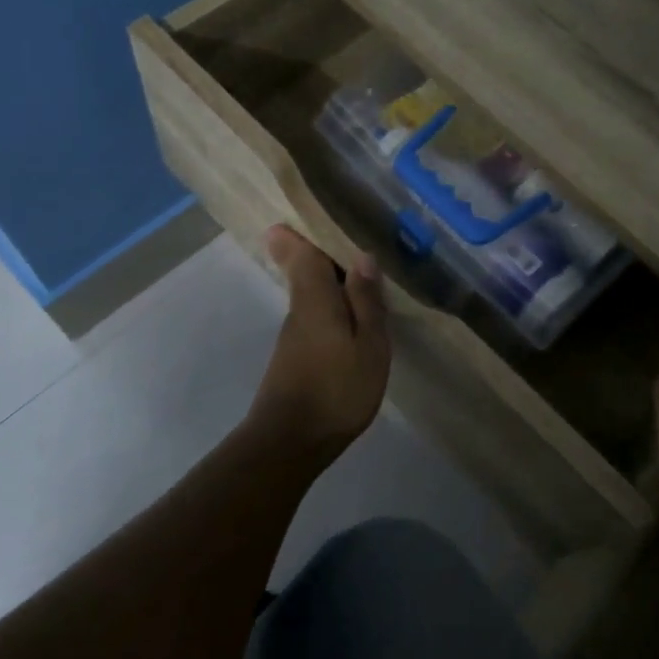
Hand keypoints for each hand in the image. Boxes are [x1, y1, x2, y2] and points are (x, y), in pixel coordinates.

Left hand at [246, 224, 391, 457]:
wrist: (290, 442)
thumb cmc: (336, 390)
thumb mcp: (368, 345)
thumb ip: (366, 301)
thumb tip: (362, 257)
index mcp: (315, 298)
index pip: (302, 254)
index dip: (298, 234)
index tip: (298, 216)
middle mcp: (299, 310)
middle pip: (304, 270)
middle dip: (317, 252)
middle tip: (342, 237)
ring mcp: (294, 335)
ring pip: (310, 295)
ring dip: (329, 281)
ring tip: (360, 275)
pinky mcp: (294, 357)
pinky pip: (314, 317)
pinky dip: (330, 308)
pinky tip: (351, 319)